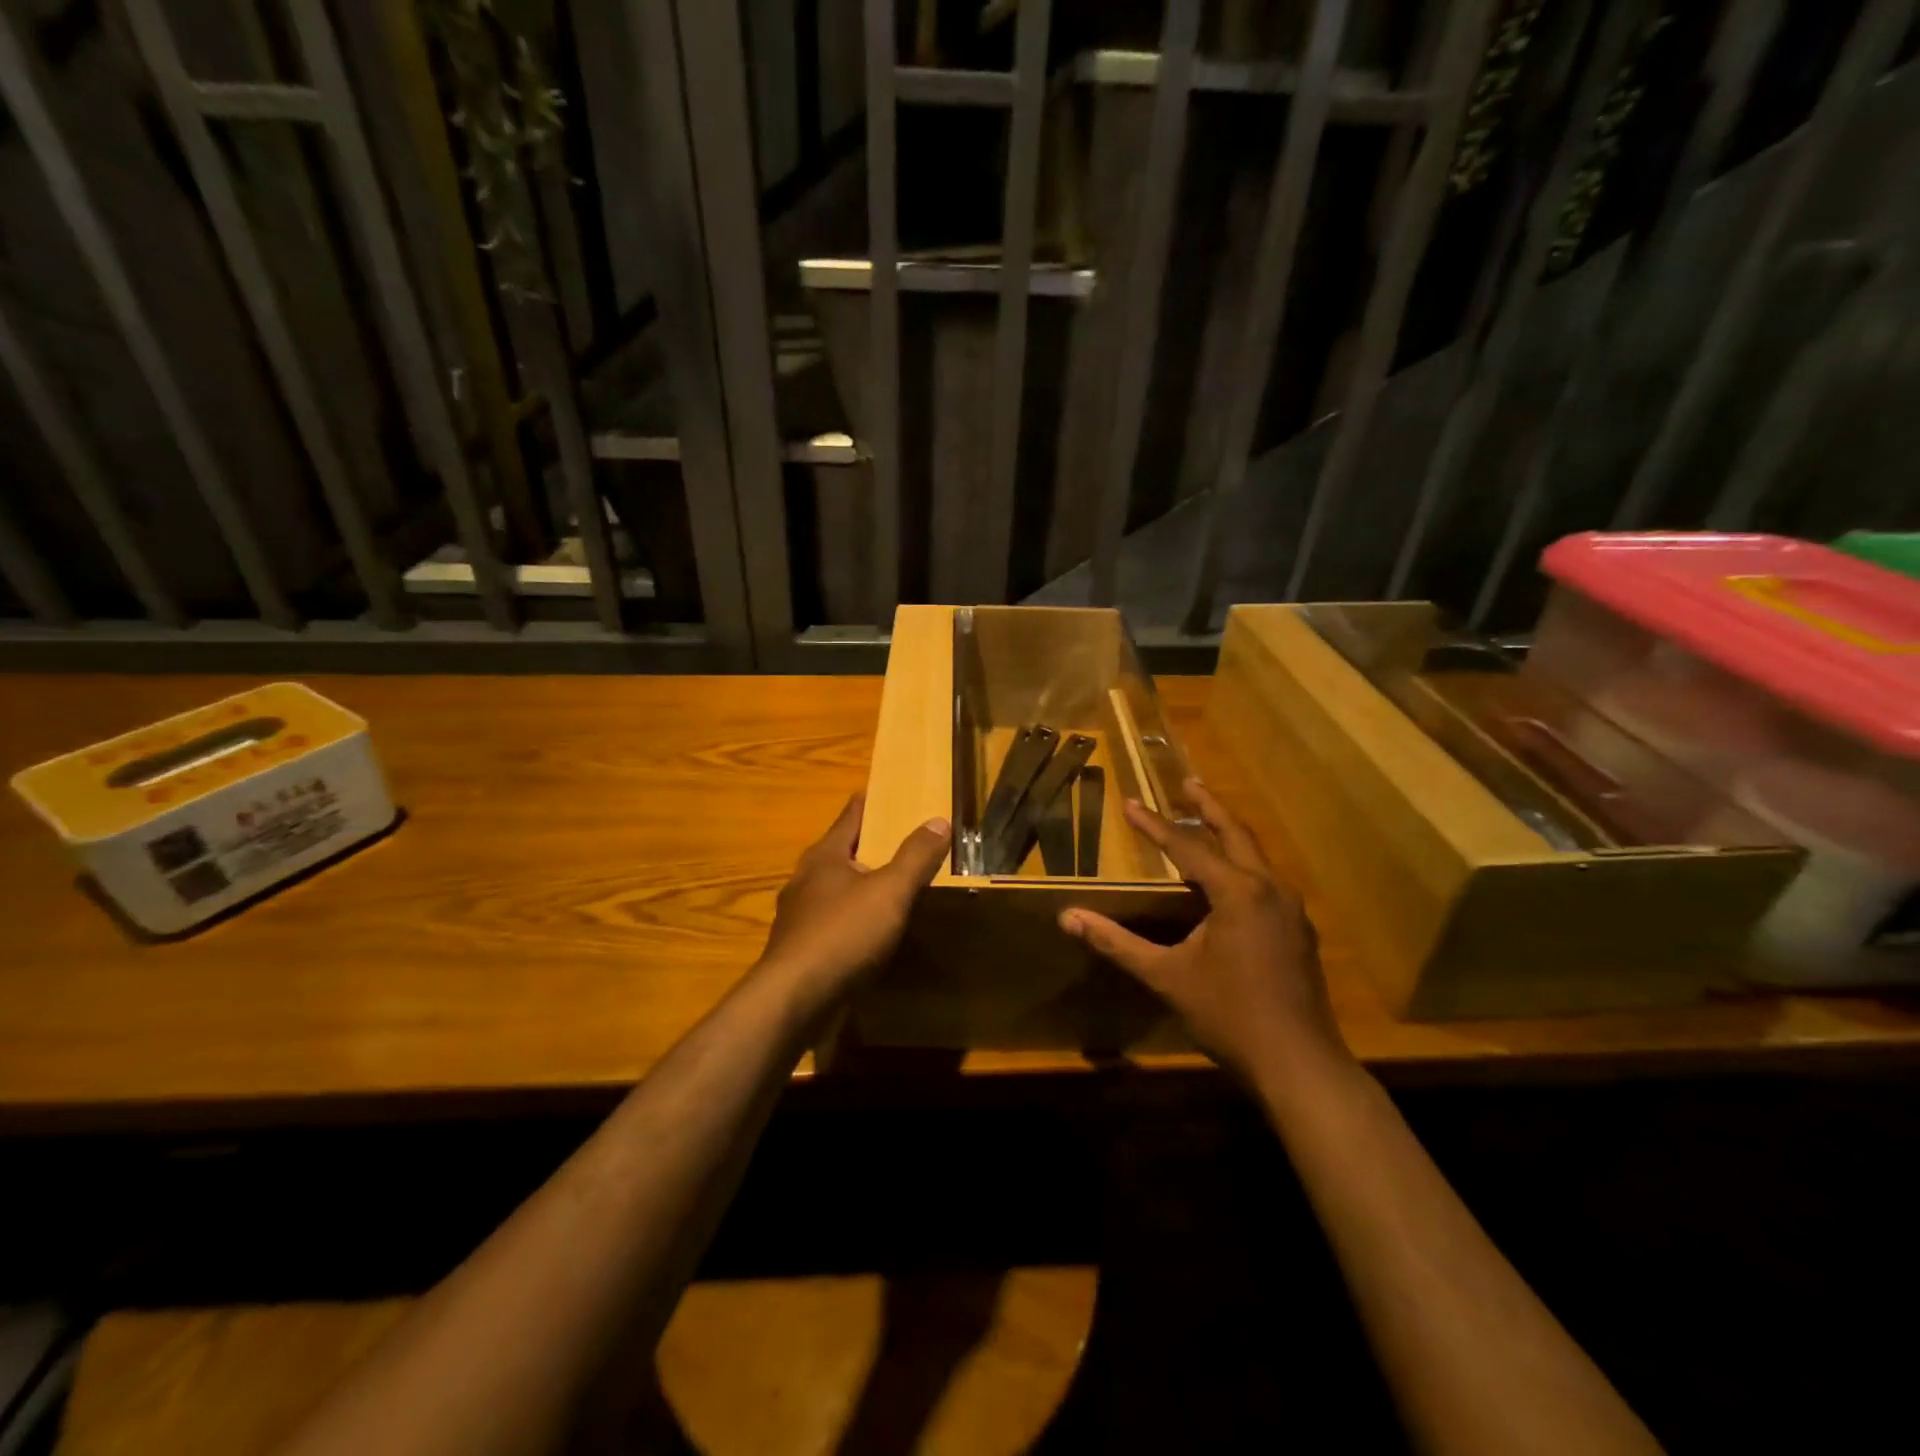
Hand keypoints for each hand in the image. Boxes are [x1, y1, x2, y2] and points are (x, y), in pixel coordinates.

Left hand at [759, 795, 950, 1001]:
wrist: (794, 1000)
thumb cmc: (843, 934)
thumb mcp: (890, 891)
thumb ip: (915, 856)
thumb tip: (937, 820)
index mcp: (825, 856)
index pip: (851, 816)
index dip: (871, 802)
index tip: (890, 792)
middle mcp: (806, 879)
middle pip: (842, 852)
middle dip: (869, 845)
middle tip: (903, 839)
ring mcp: (799, 916)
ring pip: (835, 889)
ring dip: (860, 884)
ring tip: (891, 886)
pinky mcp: (800, 948)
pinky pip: (833, 921)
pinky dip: (853, 918)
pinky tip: (870, 932)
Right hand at [1058, 779, 1348, 1086]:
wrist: (1300, 1064)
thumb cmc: (1229, 1015)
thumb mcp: (1166, 976)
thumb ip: (1116, 943)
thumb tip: (1067, 917)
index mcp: (1238, 893)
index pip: (1187, 848)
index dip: (1154, 825)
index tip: (1130, 802)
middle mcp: (1270, 889)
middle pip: (1236, 834)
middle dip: (1209, 807)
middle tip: (1187, 783)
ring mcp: (1291, 910)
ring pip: (1256, 857)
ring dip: (1229, 835)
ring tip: (1207, 822)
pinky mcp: (1299, 931)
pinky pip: (1267, 881)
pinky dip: (1243, 865)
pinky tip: (1232, 879)